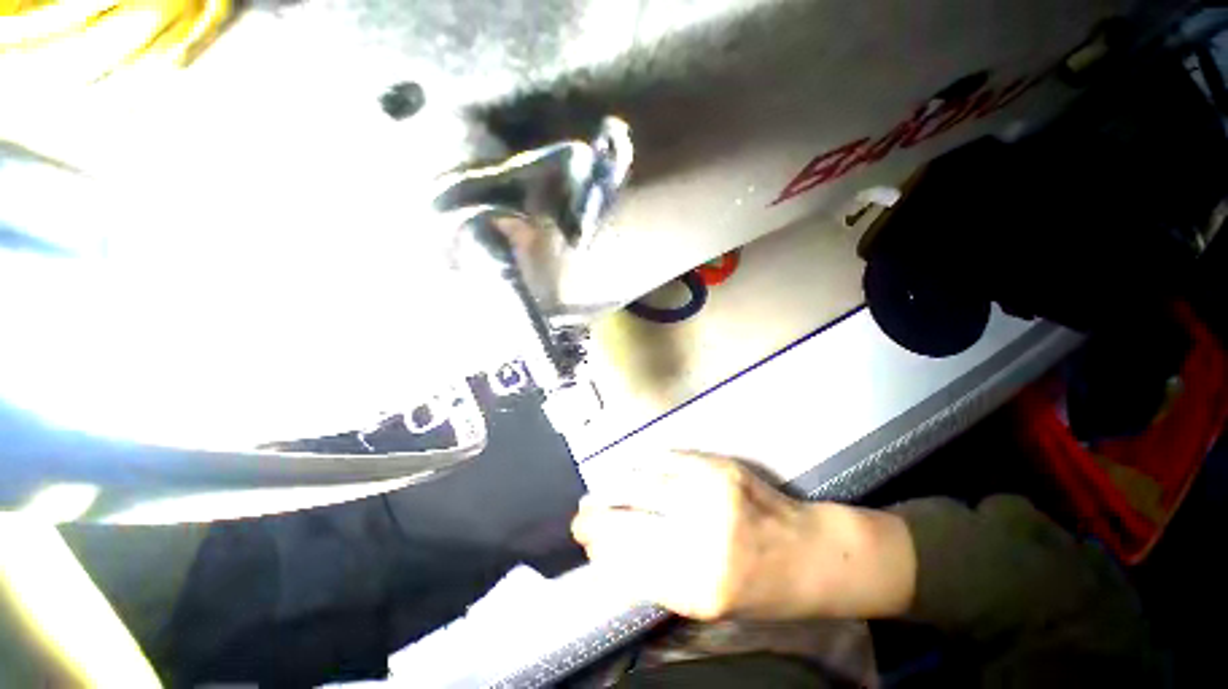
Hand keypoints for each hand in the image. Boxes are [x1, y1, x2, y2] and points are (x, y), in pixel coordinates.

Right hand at [571, 451, 916, 620]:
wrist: (813, 555)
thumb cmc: (762, 588)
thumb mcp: (710, 602)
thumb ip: (661, 579)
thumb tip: (616, 558)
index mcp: (699, 587)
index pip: (631, 564)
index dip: (602, 550)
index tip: (585, 543)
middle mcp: (703, 540)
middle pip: (632, 523)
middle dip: (599, 519)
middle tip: (580, 516)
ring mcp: (713, 497)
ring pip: (646, 486)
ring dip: (617, 488)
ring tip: (599, 492)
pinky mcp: (722, 470)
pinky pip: (671, 463)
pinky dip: (647, 466)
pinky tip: (634, 470)